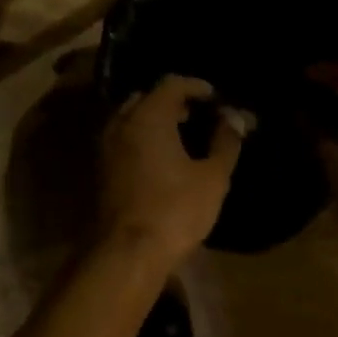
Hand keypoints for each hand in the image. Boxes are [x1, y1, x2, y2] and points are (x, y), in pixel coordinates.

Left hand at [99, 75, 246, 268]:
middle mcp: (122, 122)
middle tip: (198, 115)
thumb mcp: (212, 177)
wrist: (128, 253)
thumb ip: (226, 142)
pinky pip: (123, 138)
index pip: (172, 83)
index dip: (196, 86)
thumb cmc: (175, 209)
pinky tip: (162, 158)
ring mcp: (107, 146)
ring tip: (182, 136)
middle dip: (174, 102)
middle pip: (147, 97)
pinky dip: (142, 137)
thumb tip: (235, 117)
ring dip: (155, 119)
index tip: (216, 98)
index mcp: (149, 116)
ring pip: (131, 118)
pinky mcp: (102, 168)